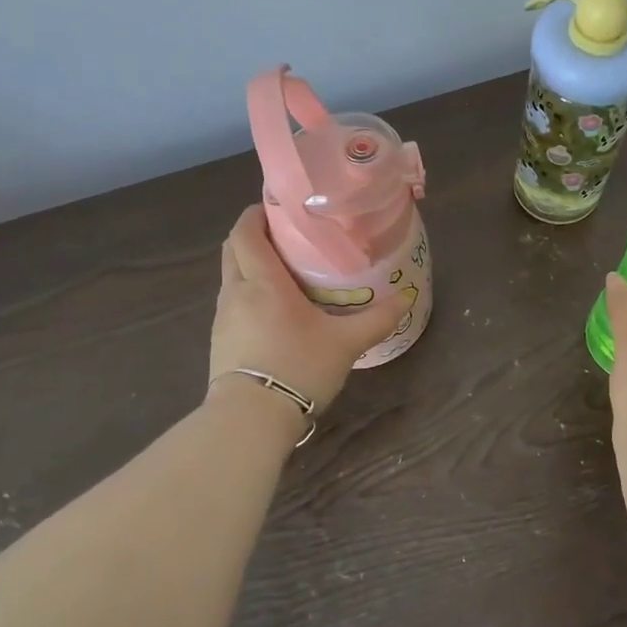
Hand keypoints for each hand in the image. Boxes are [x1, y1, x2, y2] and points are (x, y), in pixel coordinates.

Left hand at [210, 206, 402, 410]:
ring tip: (285, 273)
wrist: (249, 419)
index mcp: (262, 281)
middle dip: (253, 235)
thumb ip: (376, 319)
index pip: (246, 232)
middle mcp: (236, 292)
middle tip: (286, 236)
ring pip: (231, 277)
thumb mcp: (345, 343)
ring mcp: (223, 318)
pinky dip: (249, 294)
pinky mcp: (220, 342)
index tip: (278, 206)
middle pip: (233, 249)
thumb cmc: (297, 367)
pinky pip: (233, 304)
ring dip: (251, 266)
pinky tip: (274, 312)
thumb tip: (406, 298)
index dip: (256, 213)